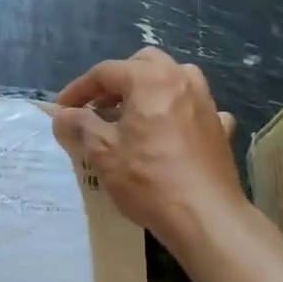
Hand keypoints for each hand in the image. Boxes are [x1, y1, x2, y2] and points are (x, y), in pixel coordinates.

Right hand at [50, 48, 245, 252]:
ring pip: (174, 80)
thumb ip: (80, 126)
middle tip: (98, 107)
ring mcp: (207, 103)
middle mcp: (182, 80)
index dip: (79, 89)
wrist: (206, 217)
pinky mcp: (220, 128)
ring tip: (132, 117)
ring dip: (149, 90)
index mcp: (151, 79)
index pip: (106, 72)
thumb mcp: (103, 152)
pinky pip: (196, 108)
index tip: (62, 110)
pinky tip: (173, 133)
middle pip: (144, 65)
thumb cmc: (148, 179)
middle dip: (117, 81)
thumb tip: (62, 115)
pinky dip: (179, 113)